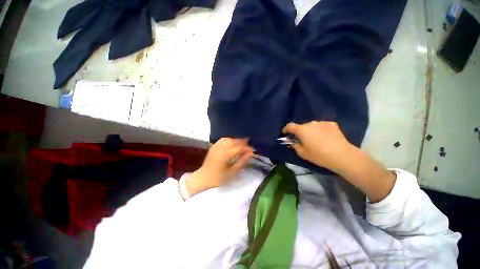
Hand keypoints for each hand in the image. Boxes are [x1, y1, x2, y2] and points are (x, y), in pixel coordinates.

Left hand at [186, 138, 253, 195]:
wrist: (204, 178)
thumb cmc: (219, 178)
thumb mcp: (232, 172)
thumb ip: (242, 161)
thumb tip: (251, 153)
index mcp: (225, 154)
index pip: (239, 147)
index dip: (247, 148)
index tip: (252, 150)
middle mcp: (221, 148)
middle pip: (234, 141)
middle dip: (243, 141)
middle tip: (250, 144)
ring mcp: (216, 146)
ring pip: (229, 139)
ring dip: (237, 139)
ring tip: (243, 142)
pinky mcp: (214, 146)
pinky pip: (223, 139)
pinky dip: (230, 139)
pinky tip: (233, 141)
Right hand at [282, 121, 352, 169]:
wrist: (342, 155)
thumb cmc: (319, 155)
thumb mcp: (302, 153)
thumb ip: (294, 145)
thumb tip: (292, 142)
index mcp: (301, 130)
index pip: (289, 126)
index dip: (286, 129)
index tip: (285, 134)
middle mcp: (310, 123)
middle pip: (301, 126)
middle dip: (299, 132)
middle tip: (302, 140)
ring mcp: (322, 123)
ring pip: (311, 126)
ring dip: (310, 131)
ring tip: (315, 139)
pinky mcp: (331, 124)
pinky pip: (321, 126)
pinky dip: (320, 130)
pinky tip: (325, 137)